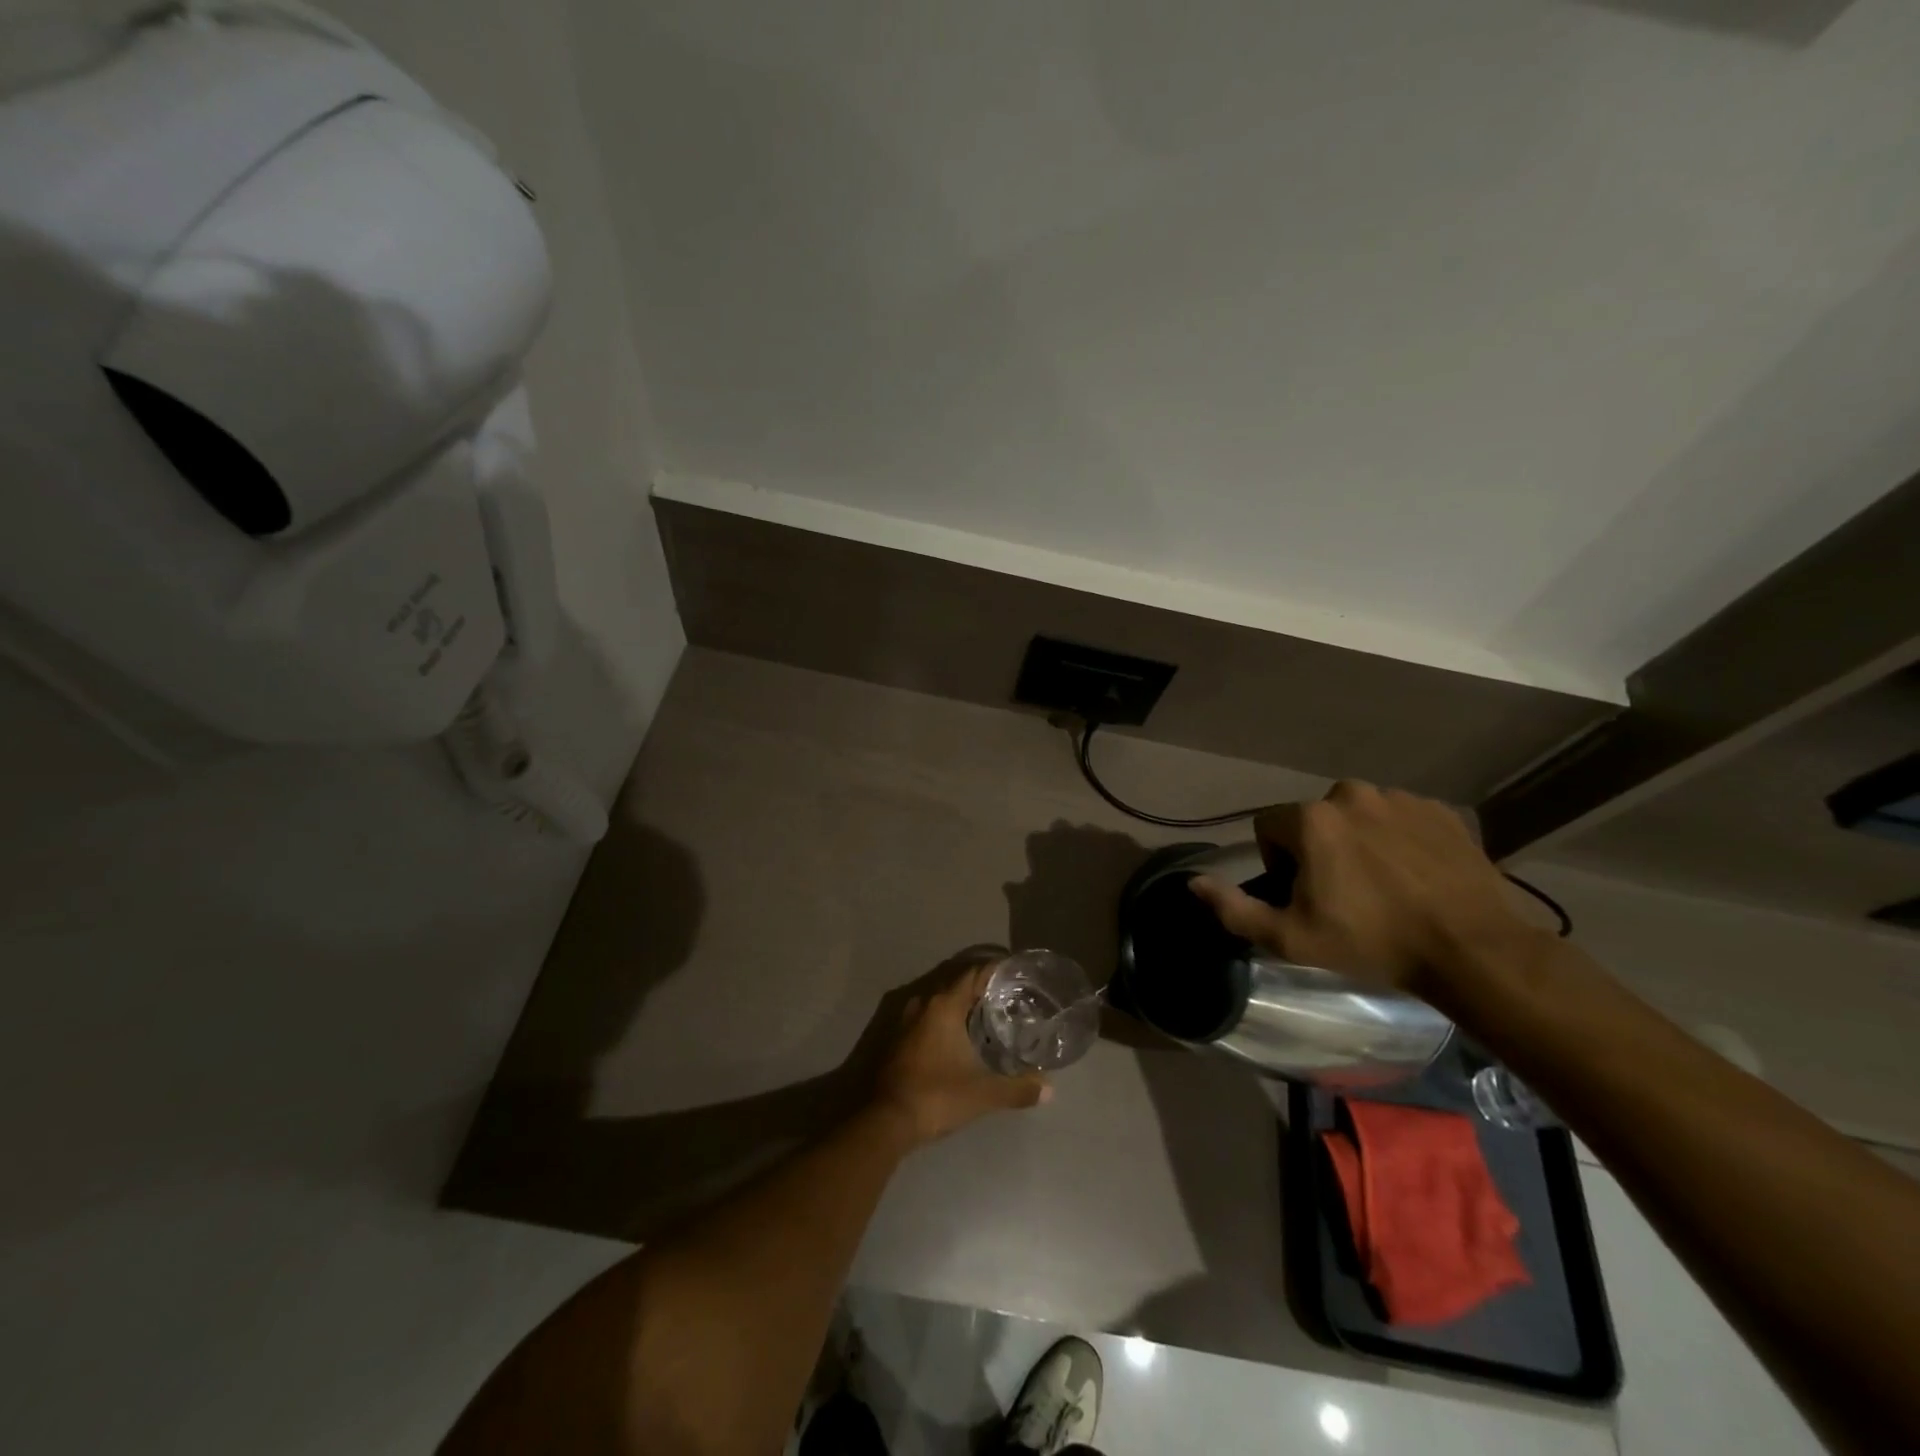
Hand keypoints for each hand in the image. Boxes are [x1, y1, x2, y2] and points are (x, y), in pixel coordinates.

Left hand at [872, 963, 1050, 1146]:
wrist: (886, 1120)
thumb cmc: (936, 1096)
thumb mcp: (983, 1094)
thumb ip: (1017, 1088)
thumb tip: (1049, 1090)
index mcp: (944, 1004)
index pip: (974, 973)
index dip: (996, 970)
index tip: (1017, 974)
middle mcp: (924, 1003)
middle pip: (957, 982)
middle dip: (982, 985)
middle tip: (1010, 995)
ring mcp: (906, 1018)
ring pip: (941, 999)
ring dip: (962, 1002)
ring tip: (990, 1013)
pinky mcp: (898, 1036)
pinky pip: (928, 1015)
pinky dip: (947, 1017)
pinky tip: (962, 1035)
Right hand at [1190, 780, 1536, 995]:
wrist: (1473, 950)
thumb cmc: (1372, 942)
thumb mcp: (1290, 938)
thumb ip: (1234, 908)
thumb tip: (1192, 883)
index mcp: (1312, 819)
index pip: (1269, 828)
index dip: (1278, 863)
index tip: (1305, 897)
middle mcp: (1352, 794)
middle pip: (1314, 819)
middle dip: (1319, 849)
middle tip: (1344, 895)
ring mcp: (1402, 798)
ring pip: (1359, 816)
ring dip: (1359, 842)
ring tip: (1384, 887)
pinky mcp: (1442, 811)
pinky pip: (1402, 818)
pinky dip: (1400, 840)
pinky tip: (1416, 877)